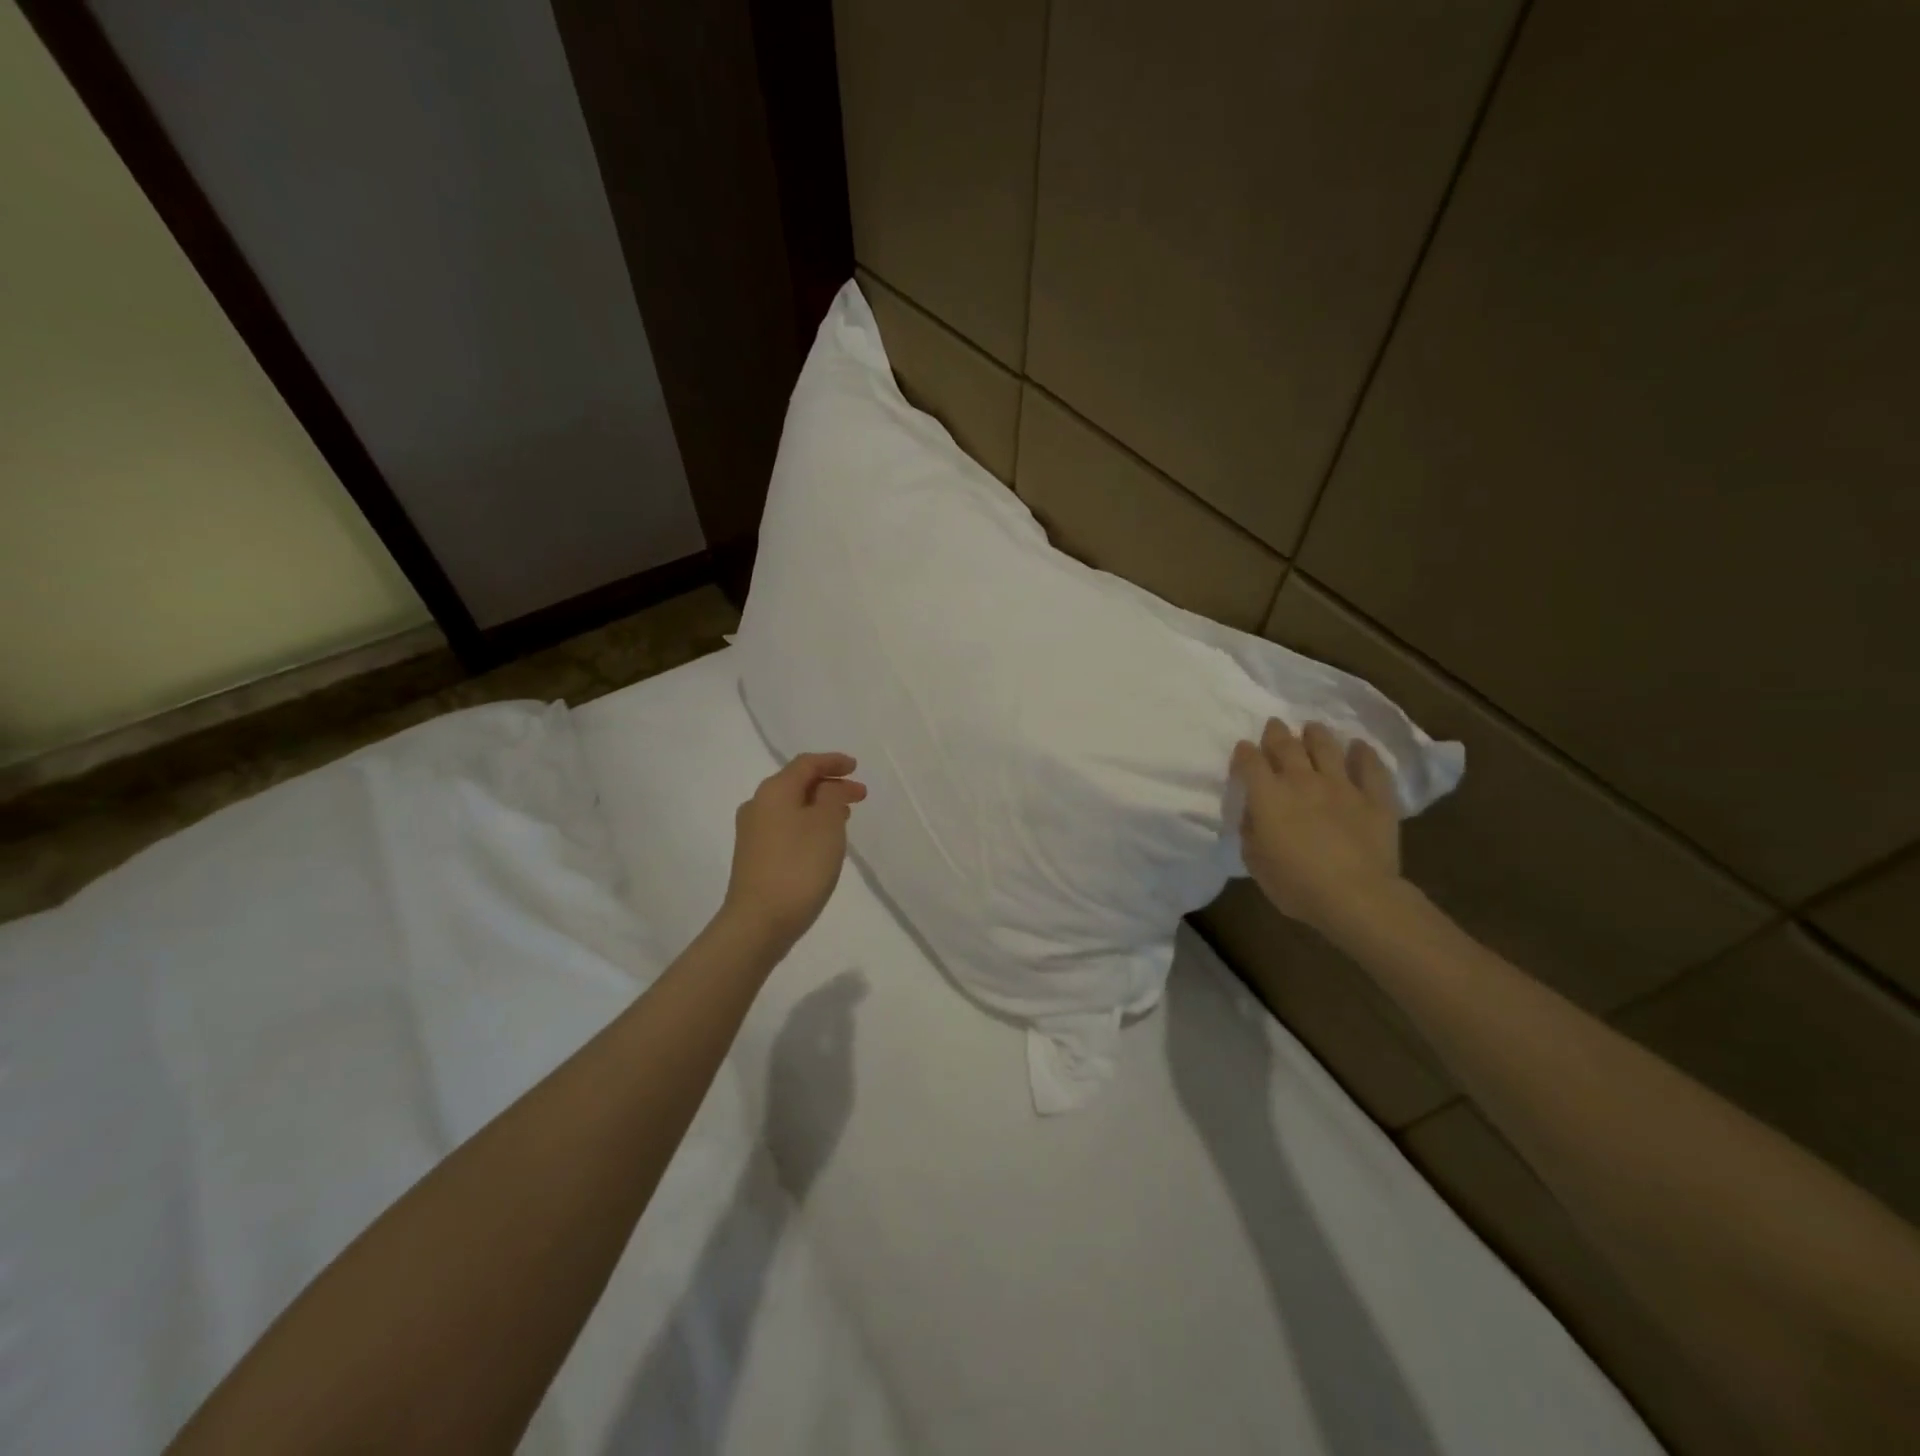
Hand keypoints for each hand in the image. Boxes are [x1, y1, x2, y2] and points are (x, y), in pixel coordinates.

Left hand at [721, 752, 867, 951]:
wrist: (759, 922)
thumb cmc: (799, 866)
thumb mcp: (827, 823)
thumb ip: (832, 796)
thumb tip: (826, 789)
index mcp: (774, 791)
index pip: (806, 764)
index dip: (833, 762)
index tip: (856, 767)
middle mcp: (758, 805)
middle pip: (798, 784)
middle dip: (830, 786)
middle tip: (859, 796)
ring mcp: (753, 833)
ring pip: (792, 807)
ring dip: (820, 806)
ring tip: (846, 816)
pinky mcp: (754, 857)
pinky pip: (786, 827)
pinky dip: (808, 824)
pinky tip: (823, 840)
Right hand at [1230, 719, 1401, 933]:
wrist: (1356, 896)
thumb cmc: (1295, 885)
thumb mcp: (1255, 862)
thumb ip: (1251, 831)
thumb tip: (1254, 813)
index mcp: (1268, 796)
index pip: (1250, 763)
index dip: (1244, 753)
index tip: (1243, 750)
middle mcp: (1302, 781)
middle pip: (1286, 746)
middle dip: (1276, 733)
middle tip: (1274, 726)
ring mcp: (1341, 786)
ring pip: (1326, 747)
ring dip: (1316, 735)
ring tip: (1312, 728)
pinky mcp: (1375, 798)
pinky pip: (1370, 767)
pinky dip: (1363, 754)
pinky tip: (1359, 747)